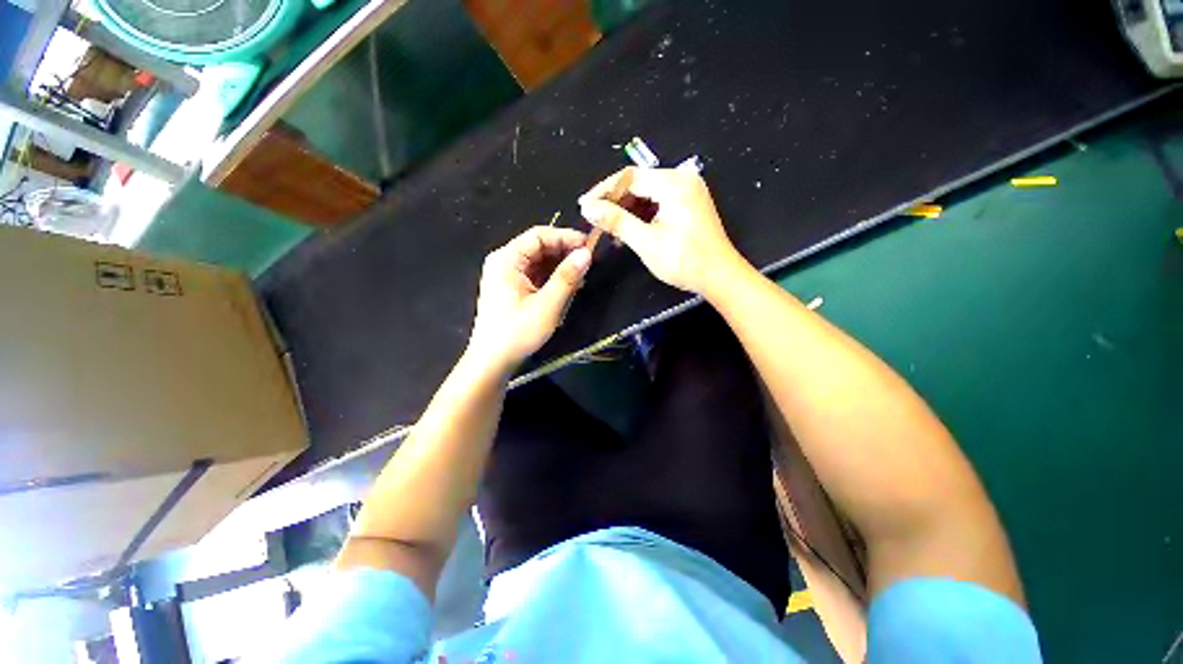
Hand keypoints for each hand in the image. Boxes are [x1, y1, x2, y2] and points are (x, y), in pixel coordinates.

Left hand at [467, 226, 591, 372]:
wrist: (492, 361)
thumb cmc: (517, 332)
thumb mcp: (547, 305)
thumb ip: (567, 277)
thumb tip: (586, 253)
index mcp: (507, 260)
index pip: (539, 235)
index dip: (566, 237)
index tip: (589, 246)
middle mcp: (504, 262)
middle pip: (538, 247)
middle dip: (564, 252)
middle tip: (589, 262)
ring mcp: (507, 276)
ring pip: (539, 261)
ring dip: (560, 266)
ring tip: (582, 276)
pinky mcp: (512, 289)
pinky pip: (535, 275)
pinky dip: (552, 278)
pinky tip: (568, 286)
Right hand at [578, 167, 746, 294]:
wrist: (719, 277)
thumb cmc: (684, 260)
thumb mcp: (646, 241)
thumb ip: (616, 221)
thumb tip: (588, 208)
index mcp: (674, 183)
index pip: (629, 177)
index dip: (603, 191)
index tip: (584, 207)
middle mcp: (682, 179)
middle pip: (638, 183)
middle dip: (614, 202)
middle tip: (595, 220)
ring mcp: (687, 191)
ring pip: (647, 194)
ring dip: (626, 211)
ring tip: (609, 229)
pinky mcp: (688, 204)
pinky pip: (658, 203)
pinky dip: (641, 215)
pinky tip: (629, 230)